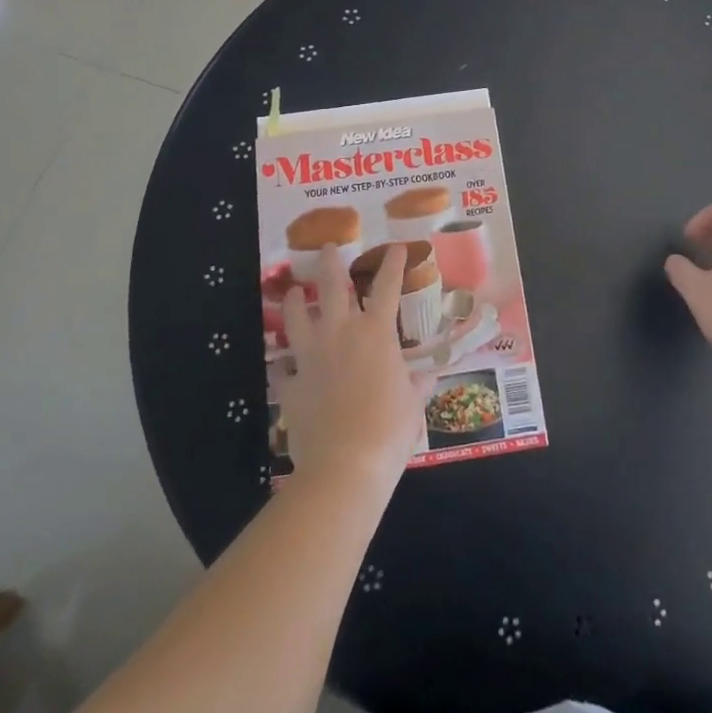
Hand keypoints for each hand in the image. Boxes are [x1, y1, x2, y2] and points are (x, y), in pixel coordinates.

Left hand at [279, 244, 421, 492]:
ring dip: (295, 300)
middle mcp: (340, 334)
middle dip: (331, 262)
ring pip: (297, 315)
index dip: (393, 264)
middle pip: (332, 286)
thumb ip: (417, 384)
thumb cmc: (389, 430)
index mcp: (376, 334)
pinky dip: (285, 363)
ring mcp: (311, 355)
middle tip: (328, 247)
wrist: (345, 466)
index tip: (397, 247)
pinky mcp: (291, 382)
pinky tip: (284, 364)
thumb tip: (428, 376)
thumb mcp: (412, 405)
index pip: (387, 287)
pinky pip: (283, 366)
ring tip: (293, 291)